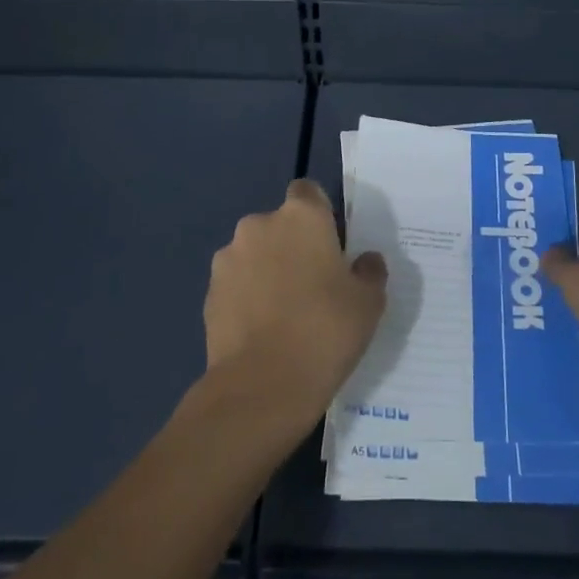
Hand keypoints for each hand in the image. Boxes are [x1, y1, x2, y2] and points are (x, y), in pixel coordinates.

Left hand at [203, 180, 387, 429]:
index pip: (308, 192)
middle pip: (279, 225)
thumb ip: (369, 272)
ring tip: (284, 312)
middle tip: (313, 283)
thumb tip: (365, 261)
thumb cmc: (325, 330)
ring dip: (267, 270)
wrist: (262, 386)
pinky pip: (236, 284)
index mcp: (302, 216)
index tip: (330, 244)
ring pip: (255, 254)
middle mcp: (260, 225)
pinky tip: (263, 330)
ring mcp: (229, 259)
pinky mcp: (209, 293)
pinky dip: (247, 297)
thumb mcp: (369, 302)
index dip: (319, 213)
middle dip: (292, 245)